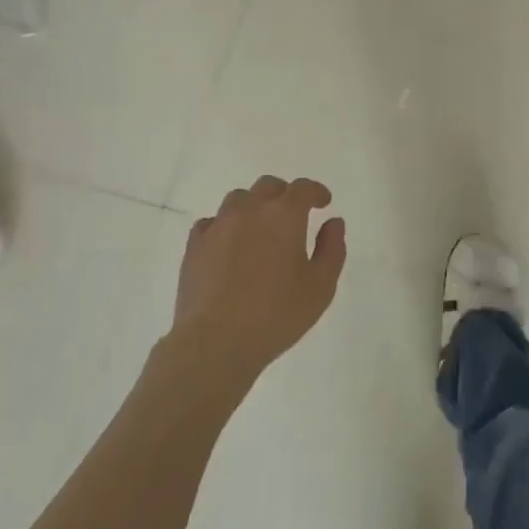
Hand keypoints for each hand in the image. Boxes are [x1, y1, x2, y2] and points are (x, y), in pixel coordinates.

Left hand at [170, 176, 345, 385]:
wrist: (215, 341)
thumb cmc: (276, 315)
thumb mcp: (320, 287)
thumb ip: (331, 249)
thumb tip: (333, 222)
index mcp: (283, 215)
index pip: (303, 189)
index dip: (316, 192)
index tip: (324, 202)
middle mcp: (249, 210)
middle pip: (268, 186)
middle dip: (285, 195)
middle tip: (294, 215)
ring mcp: (218, 225)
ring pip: (238, 199)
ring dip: (254, 206)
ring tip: (260, 229)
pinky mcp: (195, 245)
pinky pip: (213, 222)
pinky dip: (226, 226)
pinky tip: (230, 246)